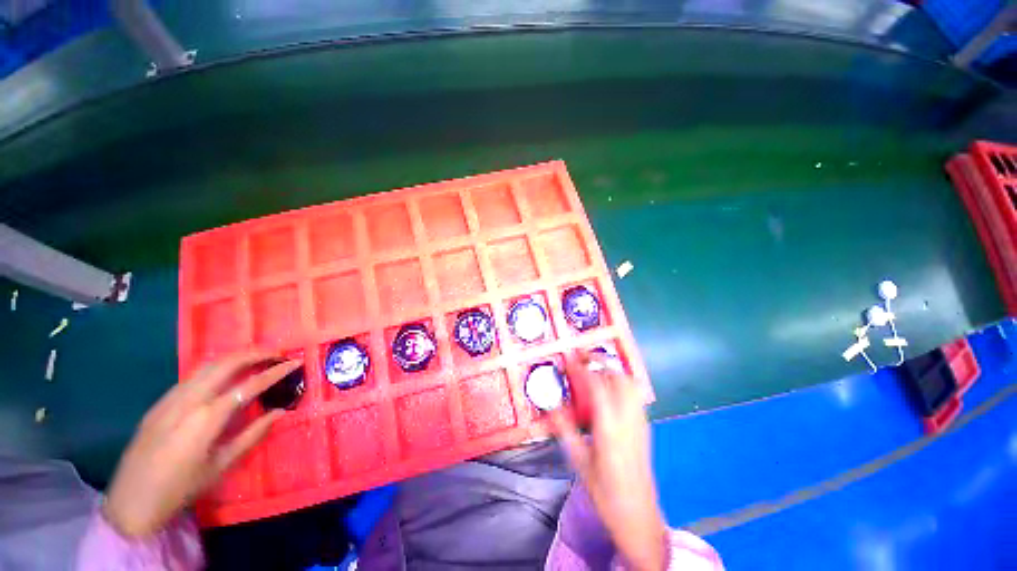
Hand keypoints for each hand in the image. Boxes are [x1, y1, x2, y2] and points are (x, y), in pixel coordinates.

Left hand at [103, 351, 300, 537]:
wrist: (131, 501)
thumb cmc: (181, 488)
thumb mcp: (221, 465)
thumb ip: (252, 435)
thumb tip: (280, 412)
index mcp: (207, 417)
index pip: (249, 385)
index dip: (276, 371)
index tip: (296, 362)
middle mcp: (189, 400)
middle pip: (225, 364)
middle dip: (255, 353)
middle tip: (278, 353)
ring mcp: (170, 399)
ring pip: (206, 366)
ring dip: (234, 358)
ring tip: (255, 358)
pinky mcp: (159, 403)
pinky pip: (191, 377)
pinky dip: (214, 368)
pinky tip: (223, 377)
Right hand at [550, 352, 666, 570]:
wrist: (638, 515)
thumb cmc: (605, 492)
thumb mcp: (578, 461)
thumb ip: (565, 430)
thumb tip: (551, 407)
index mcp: (609, 429)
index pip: (599, 386)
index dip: (585, 369)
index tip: (572, 361)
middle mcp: (628, 420)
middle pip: (620, 378)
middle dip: (602, 363)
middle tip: (584, 361)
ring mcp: (640, 422)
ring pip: (631, 383)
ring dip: (613, 371)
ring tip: (596, 371)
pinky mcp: (645, 427)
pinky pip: (636, 395)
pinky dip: (623, 383)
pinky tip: (610, 390)